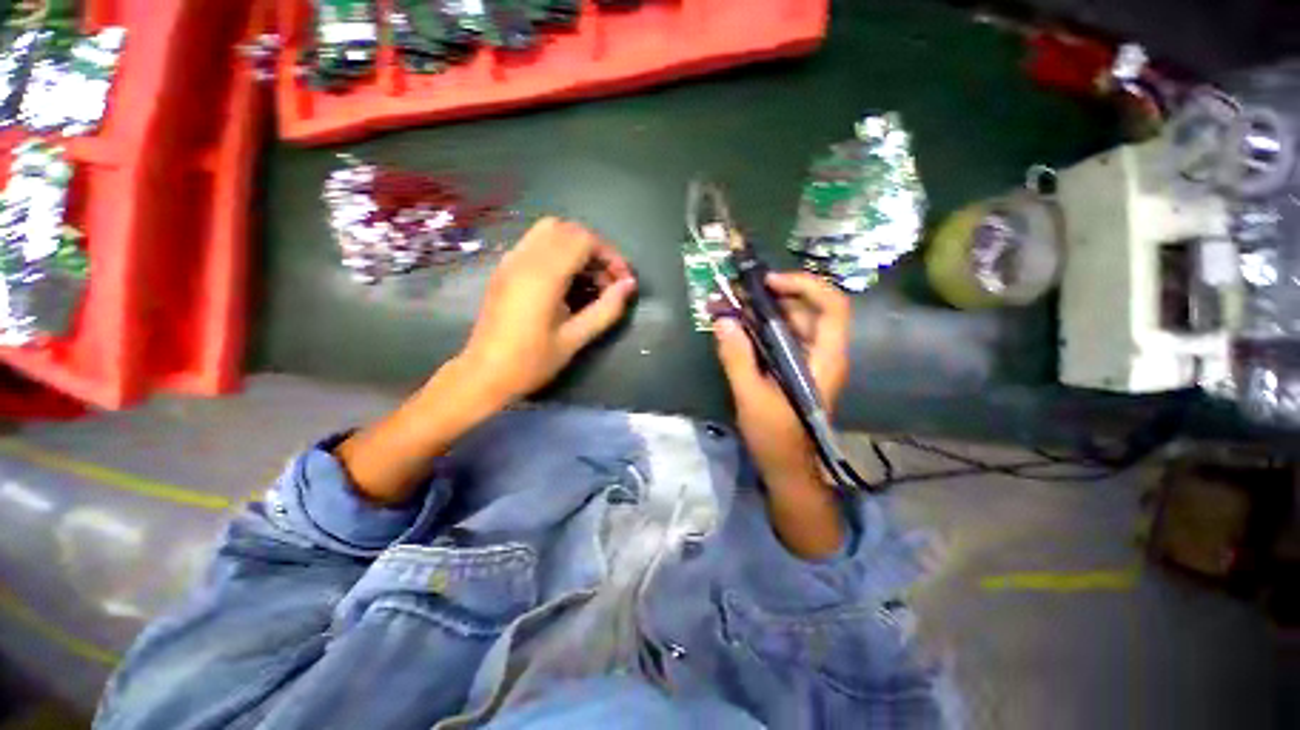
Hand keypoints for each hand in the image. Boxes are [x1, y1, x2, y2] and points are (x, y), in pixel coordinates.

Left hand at [458, 217, 636, 403]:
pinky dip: (559, 250)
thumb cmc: (531, 362)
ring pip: (550, 231)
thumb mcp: (574, 339)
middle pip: (568, 229)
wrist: (484, 375)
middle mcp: (524, 259)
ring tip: (590, 278)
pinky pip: (536, 242)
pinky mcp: (504, 268)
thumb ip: (606, 309)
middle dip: (595, 249)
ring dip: (576, 247)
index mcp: (543, 276)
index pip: (583, 240)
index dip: (610, 255)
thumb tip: (629, 286)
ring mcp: (510, 261)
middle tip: (608, 279)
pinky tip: (567, 280)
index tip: (622, 280)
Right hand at [714, 272, 850, 491]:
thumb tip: (723, 320)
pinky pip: (783, 337)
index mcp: (825, 359)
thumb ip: (738, 358)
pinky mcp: (796, 368)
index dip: (805, 285)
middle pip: (809, 309)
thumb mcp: (752, 396)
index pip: (832, 306)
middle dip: (776, 295)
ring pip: (794, 322)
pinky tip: (740, 328)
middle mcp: (823, 353)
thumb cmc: (776, 436)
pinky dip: (763, 327)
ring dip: (766, 310)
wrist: (786, 467)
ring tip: (735, 305)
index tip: (768, 282)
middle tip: (741, 292)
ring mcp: (810, 361)